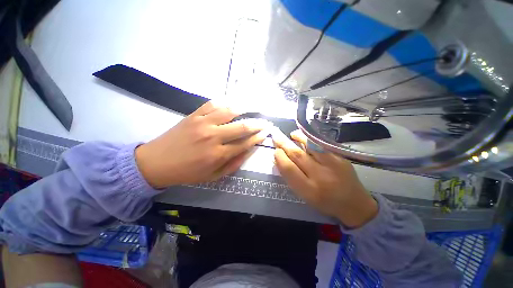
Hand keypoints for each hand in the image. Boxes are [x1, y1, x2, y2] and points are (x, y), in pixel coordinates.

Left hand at [136, 101, 271, 187]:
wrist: (157, 162)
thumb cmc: (187, 172)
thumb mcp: (213, 176)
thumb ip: (233, 164)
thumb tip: (248, 151)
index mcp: (218, 154)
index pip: (245, 143)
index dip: (257, 138)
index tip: (265, 133)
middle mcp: (213, 137)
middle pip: (241, 127)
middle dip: (257, 124)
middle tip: (265, 122)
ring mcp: (203, 123)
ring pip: (229, 111)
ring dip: (244, 109)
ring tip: (253, 109)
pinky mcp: (193, 116)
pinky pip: (212, 104)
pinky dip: (224, 102)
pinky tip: (231, 104)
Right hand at [272, 129, 377, 227]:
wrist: (355, 204)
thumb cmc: (324, 202)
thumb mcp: (304, 195)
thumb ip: (292, 178)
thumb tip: (279, 160)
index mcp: (309, 190)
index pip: (289, 169)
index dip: (280, 158)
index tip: (276, 151)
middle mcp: (320, 176)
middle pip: (297, 155)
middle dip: (284, 144)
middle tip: (276, 137)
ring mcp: (332, 165)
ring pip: (310, 146)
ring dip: (297, 138)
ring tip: (290, 135)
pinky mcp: (340, 158)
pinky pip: (320, 145)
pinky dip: (309, 139)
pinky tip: (303, 137)